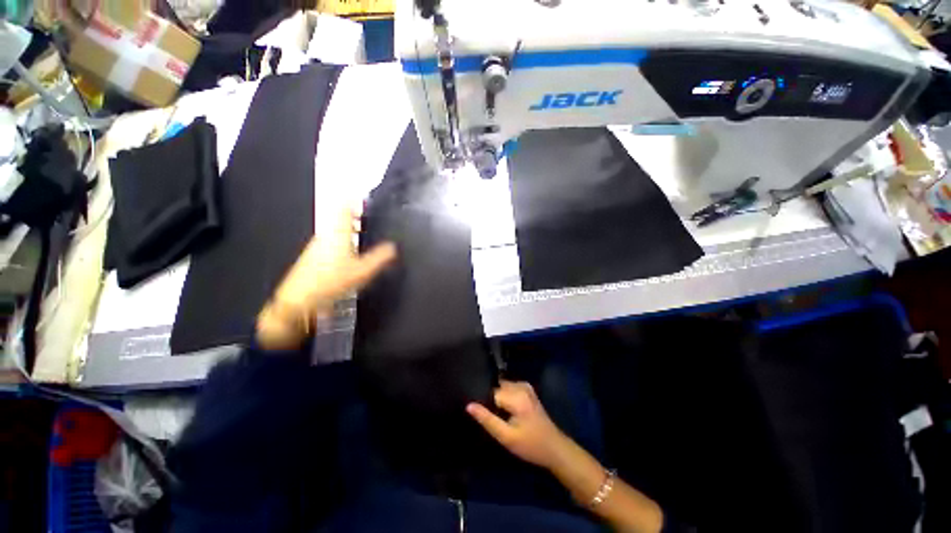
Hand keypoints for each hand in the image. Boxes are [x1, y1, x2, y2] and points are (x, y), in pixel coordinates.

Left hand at [255, 206, 396, 349]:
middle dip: (355, 214)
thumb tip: (394, 247)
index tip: (365, 197)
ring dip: (349, 226)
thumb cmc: (332, 282)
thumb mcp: (362, 271)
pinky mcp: (314, 255)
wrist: (299, 300)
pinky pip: (332, 239)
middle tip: (370, 216)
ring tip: (365, 231)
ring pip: (336, 228)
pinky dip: (343, 237)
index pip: (344, 207)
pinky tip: (352, 250)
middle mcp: (326, 234)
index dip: (353, 199)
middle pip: (339, 216)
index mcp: (337, 233)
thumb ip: (380, 258)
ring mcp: (318, 245)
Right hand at [466, 380, 570, 469]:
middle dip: (490, 399)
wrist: (555, 448)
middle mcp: (521, 386)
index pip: (491, 392)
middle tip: (488, 416)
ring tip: (495, 414)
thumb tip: (469, 405)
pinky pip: (509, 388)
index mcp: (516, 396)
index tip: (480, 414)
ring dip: (496, 397)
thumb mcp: (506, 437)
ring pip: (501, 387)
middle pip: (496, 387)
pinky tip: (503, 410)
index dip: (483, 402)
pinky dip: (503, 396)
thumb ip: (487, 420)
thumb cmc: (530, 445)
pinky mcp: (527, 389)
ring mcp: (525, 386)